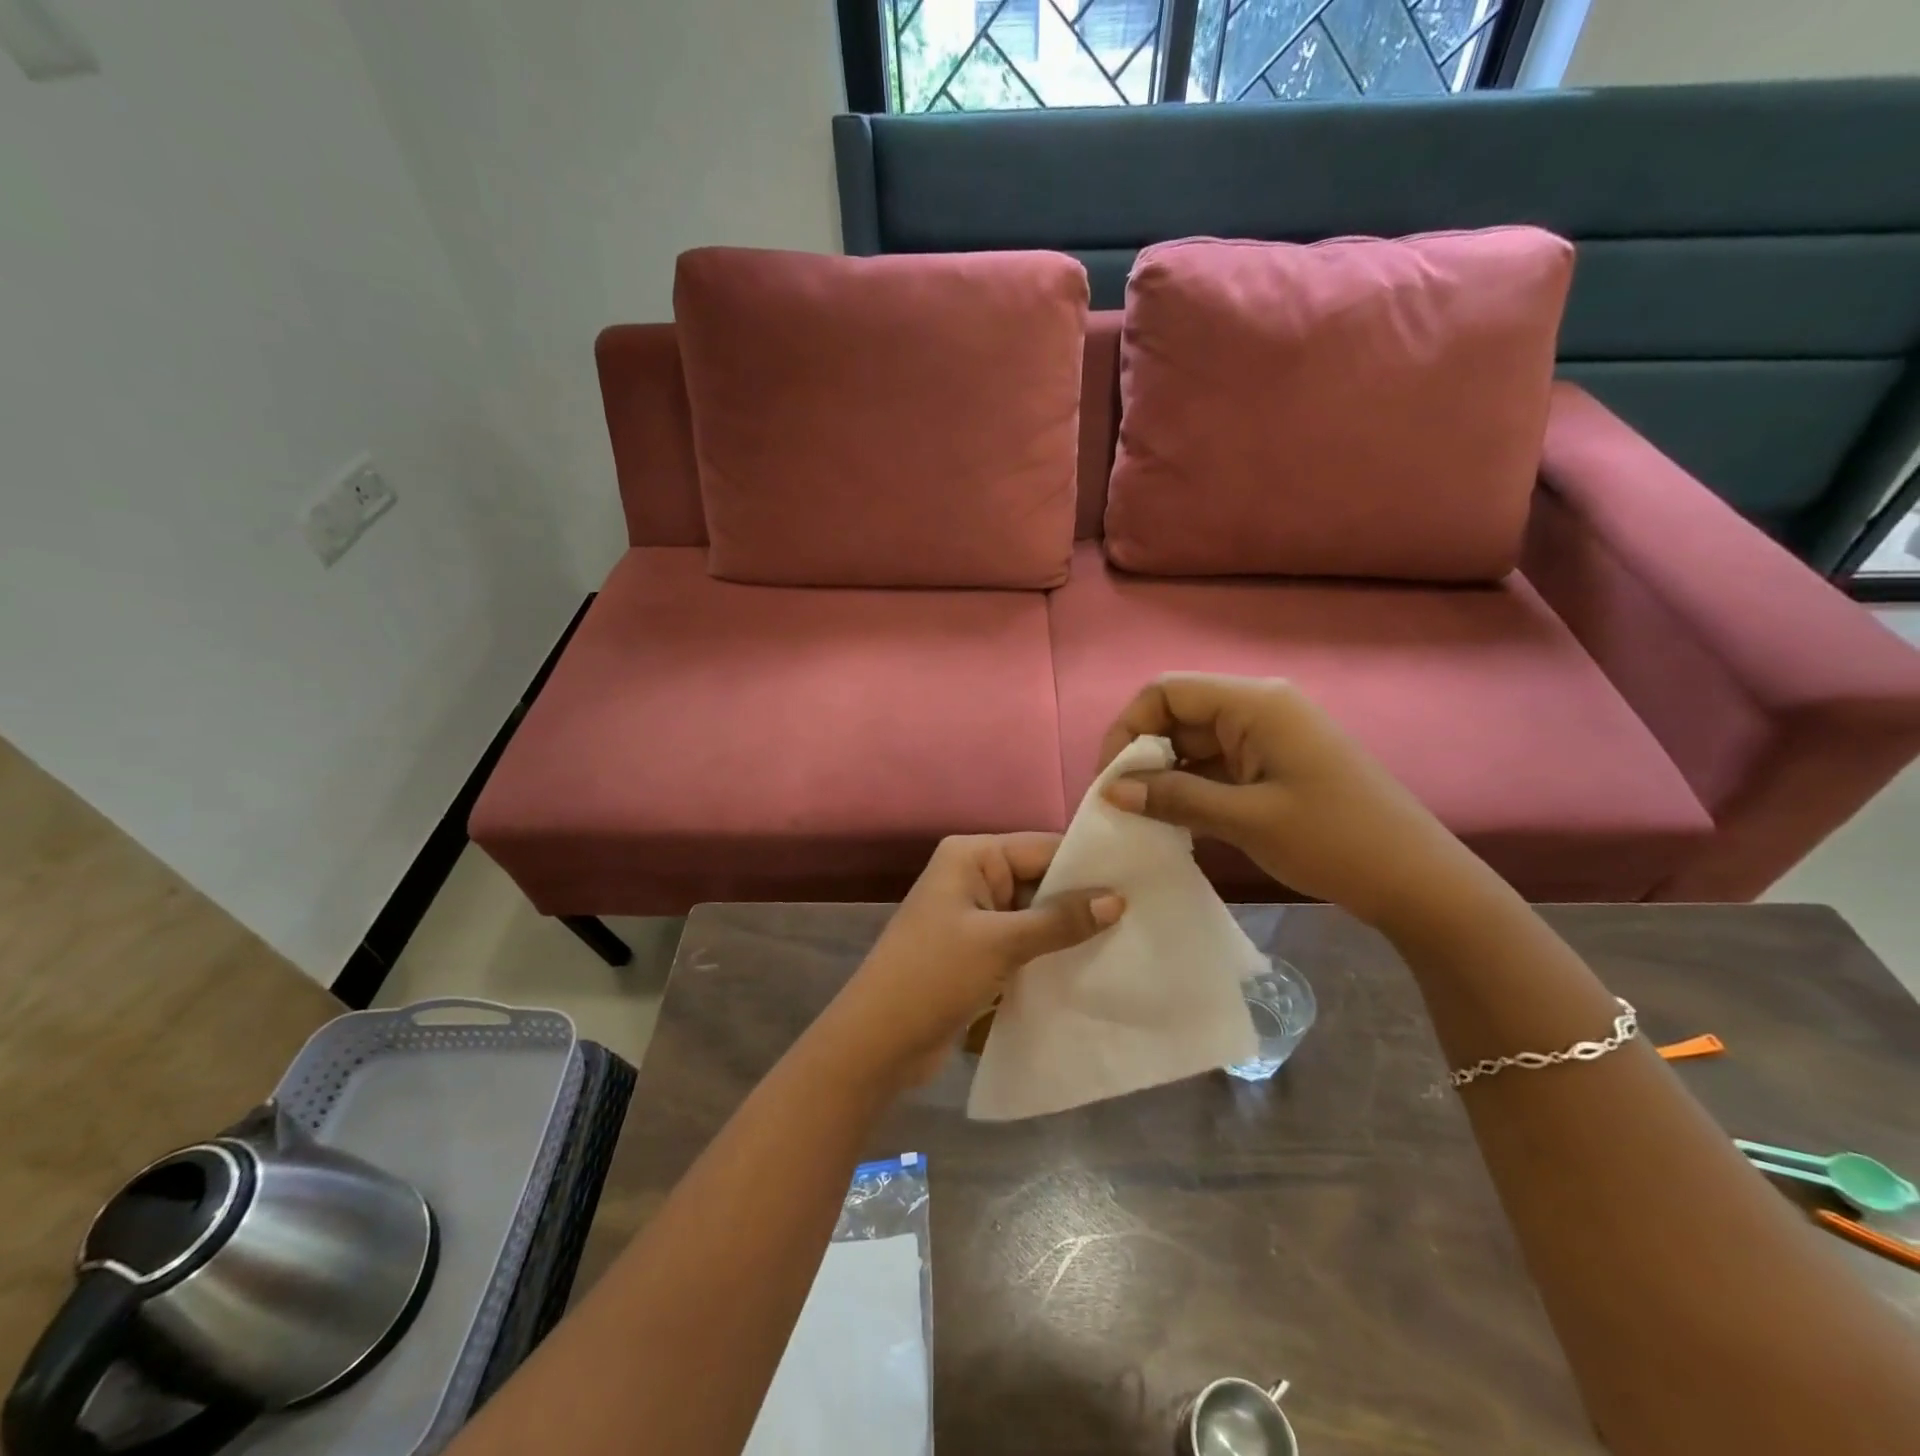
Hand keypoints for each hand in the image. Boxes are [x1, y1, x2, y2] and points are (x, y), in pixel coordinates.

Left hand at [814, 834, 1123, 1087]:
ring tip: (1130, 938)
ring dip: (1070, 928)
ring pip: (1035, 913)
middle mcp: (974, 876)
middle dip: (1083, 898)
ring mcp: (975, 915)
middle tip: (1145, 912)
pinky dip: (1051, 951)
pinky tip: (1092, 963)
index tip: (1141, 879)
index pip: (1041, 847)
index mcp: (972, 856)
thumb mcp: (1001, 943)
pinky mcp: (978, 950)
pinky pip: (1024, 940)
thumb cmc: (934, 975)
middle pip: (1040, 878)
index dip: (1088, 864)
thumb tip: (1117, 899)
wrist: (878, 1042)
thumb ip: (1059, 920)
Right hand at [1098, 674, 1489, 932]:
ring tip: (1143, 818)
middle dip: (1143, 755)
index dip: (1128, 729)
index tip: (1110, 780)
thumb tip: (1112, 790)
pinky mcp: (1277, 765)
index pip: (1166, 692)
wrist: (1419, 881)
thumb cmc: (1334, 841)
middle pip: (1179, 715)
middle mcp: (1260, 708)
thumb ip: (1174, 798)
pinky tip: (1176, 820)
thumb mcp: (1245, 820)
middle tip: (1121, 805)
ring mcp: (1271, 737)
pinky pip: (1218, 765)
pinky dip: (1192, 787)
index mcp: (1255, 704)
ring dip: (1166, 775)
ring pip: (1196, 742)